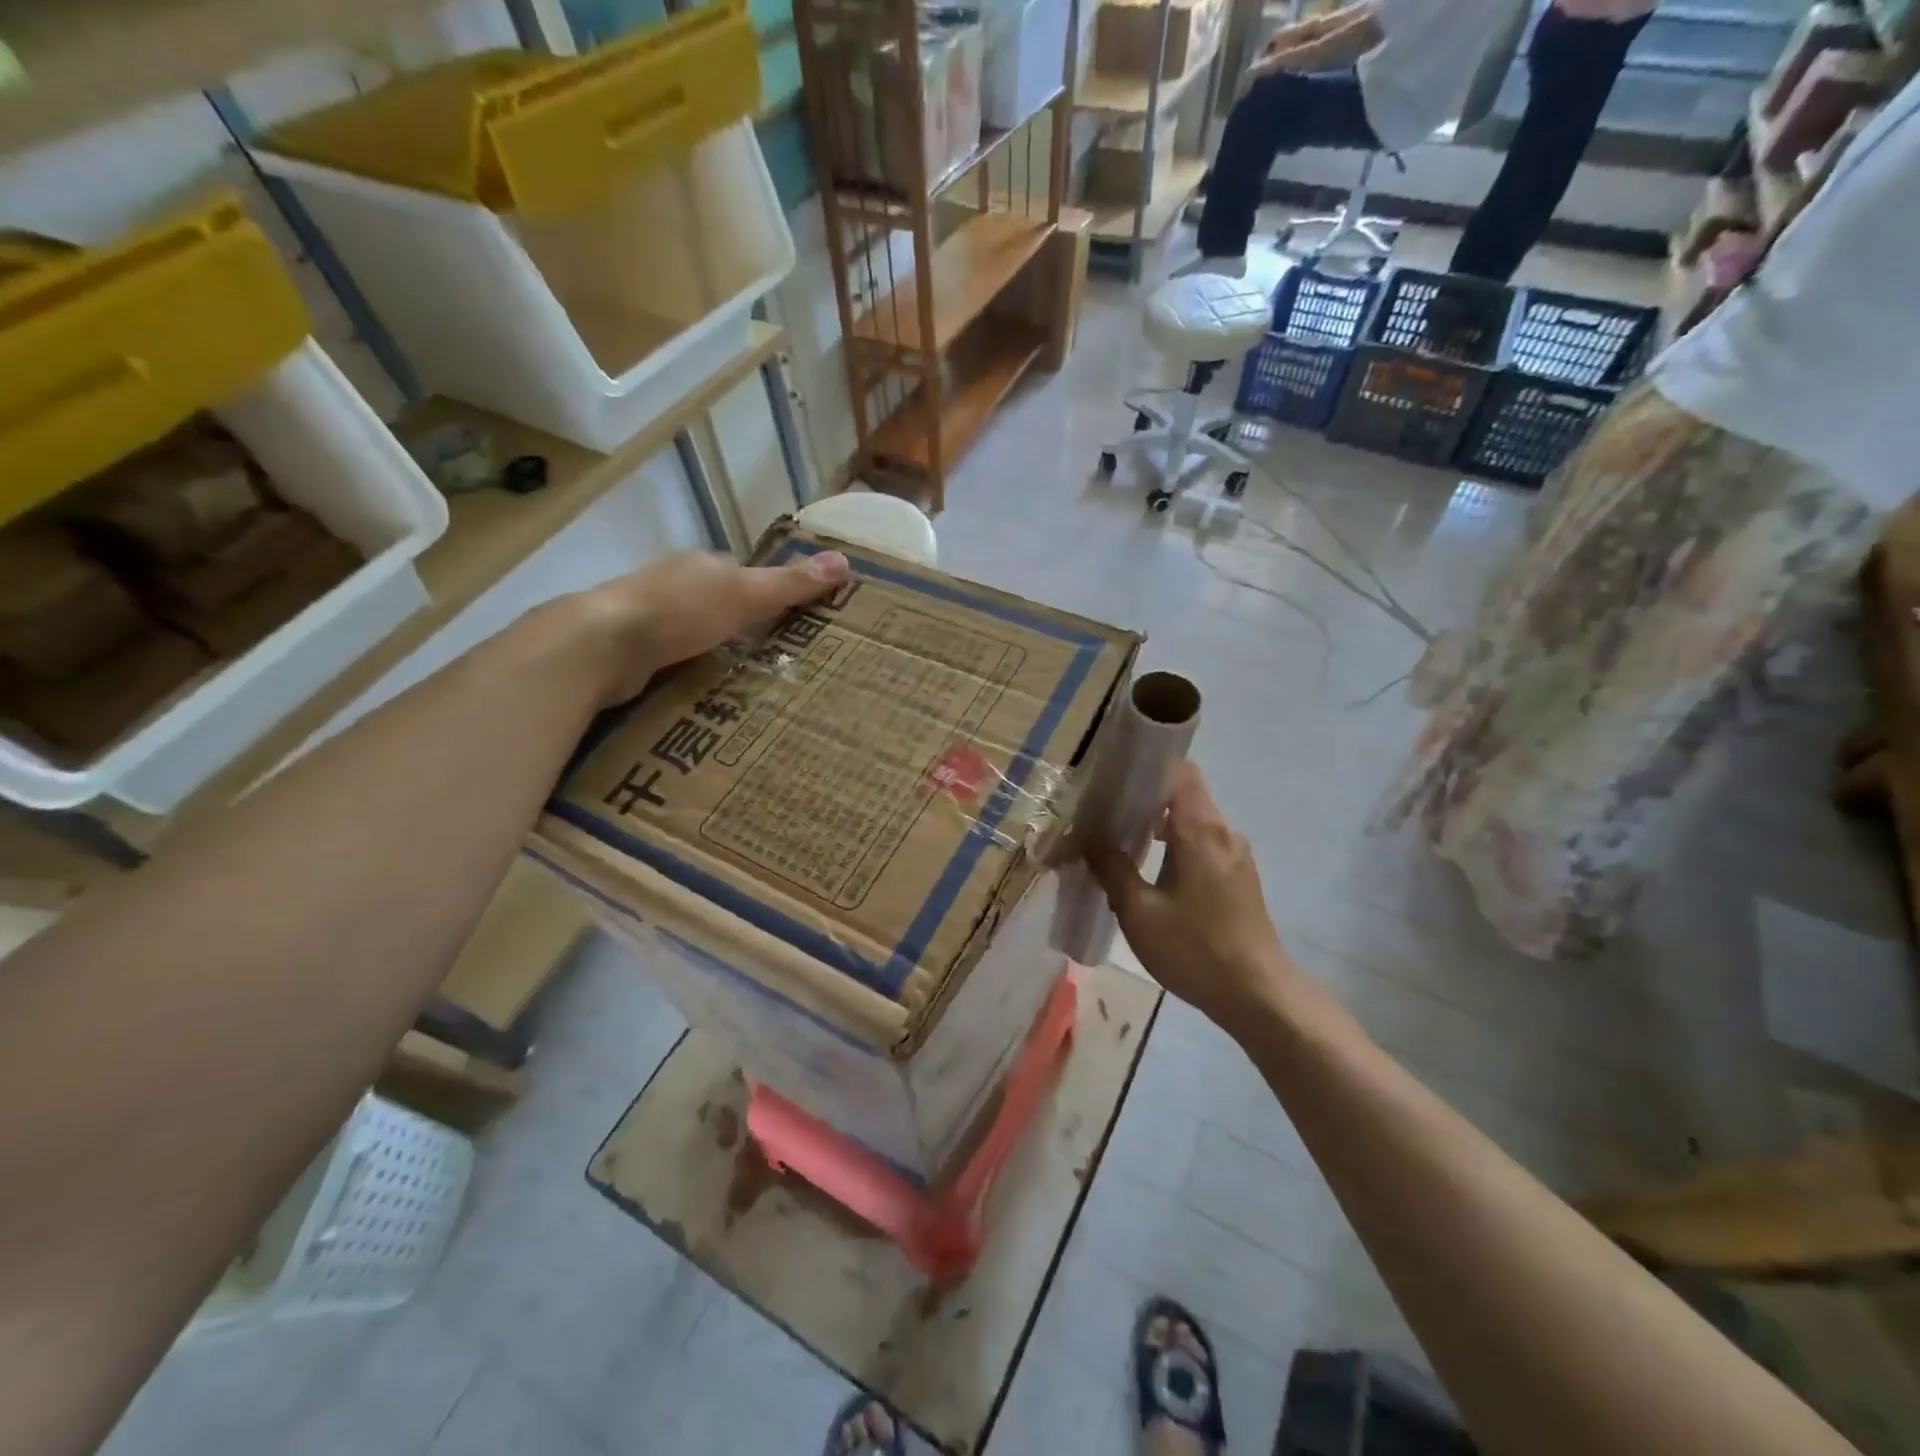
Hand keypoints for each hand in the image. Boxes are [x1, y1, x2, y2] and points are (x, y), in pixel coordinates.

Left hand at [565, 549, 850, 705]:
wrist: (602, 645)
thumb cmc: (679, 611)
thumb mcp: (745, 594)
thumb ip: (790, 584)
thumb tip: (844, 561)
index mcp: (701, 565)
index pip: (742, 573)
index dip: (768, 593)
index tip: (793, 621)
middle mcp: (674, 584)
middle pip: (718, 603)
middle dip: (742, 626)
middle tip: (777, 659)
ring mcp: (649, 617)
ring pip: (695, 632)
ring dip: (716, 650)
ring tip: (748, 682)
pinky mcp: (632, 651)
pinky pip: (674, 659)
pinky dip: (691, 670)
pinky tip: (706, 691)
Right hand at [1086, 764, 1298, 1033]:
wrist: (1258, 995)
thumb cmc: (1195, 950)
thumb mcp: (1140, 911)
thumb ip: (1110, 866)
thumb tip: (1083, 835)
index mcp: (1200, 829)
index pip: (1178, 769)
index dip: (1144, 764)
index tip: (1109, 774)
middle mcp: (1222, 830)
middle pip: (1182, 792)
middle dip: (1141, 796)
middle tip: (1100, 809)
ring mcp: (1234, 853)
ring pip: (1191, 818)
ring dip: (1156, 822)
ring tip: (1117, 839)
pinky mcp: (1237, 874)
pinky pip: (1201, 841)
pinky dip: (1173, 842)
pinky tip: (1147, 868)